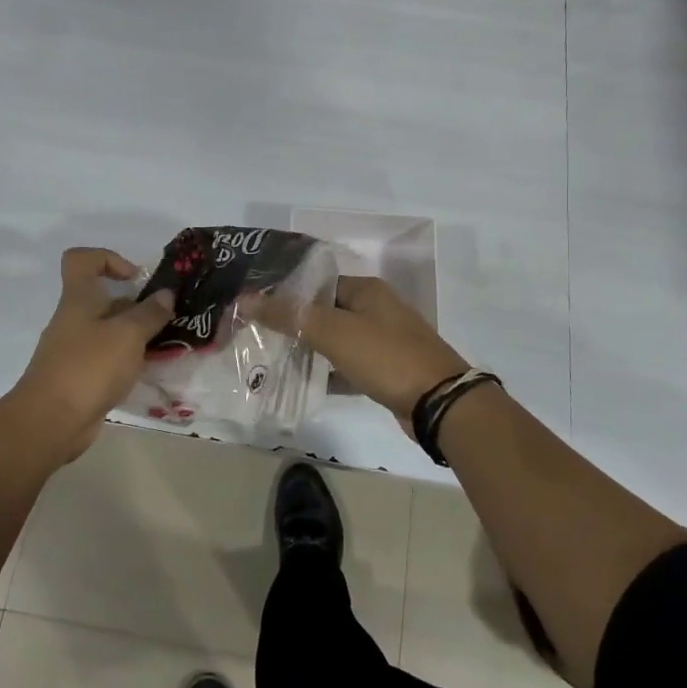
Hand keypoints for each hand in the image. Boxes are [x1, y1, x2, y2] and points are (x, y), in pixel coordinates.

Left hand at [10, 248, 174, 454]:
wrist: (50, 422)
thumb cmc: (89, 367)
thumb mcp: (127, 335)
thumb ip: (149, 313)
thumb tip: (165, 294)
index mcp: (79, 299)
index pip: (82, 259)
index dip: (108, 258)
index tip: (135, 278)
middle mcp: (74, 319)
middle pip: (103, 298)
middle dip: (136, 305)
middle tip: (165, 317)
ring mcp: (75, 350)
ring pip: (109, 331)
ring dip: (136, 335)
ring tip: (165, 345)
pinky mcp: (80, 377)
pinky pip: (107, 359)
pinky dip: (127, 361)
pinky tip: (149, 371)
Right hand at [272, 276, 469, 424]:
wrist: (440, 403)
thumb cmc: (385, 357)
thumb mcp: (334, 332)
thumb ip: (290, 316)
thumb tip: (246, 300)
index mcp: (366, 290)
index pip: (318, 284)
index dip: (288, 295)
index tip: (257, 309)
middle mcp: (377, 309)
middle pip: (326, 312)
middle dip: (296, 324)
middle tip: (259, 337)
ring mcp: (385, 341)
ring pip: (338, 340)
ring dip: (311, 350)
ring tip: (273, 360)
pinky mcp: (388, 370)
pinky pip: (350, 365)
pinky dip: (330, 372)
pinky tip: (305, 383)